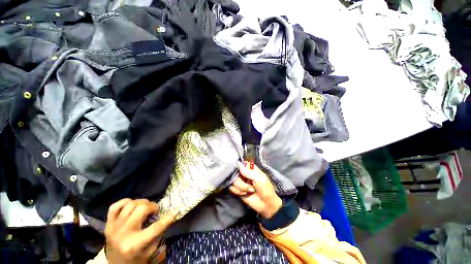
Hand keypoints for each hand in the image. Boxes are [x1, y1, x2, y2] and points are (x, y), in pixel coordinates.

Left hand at [104, 198, 176, 263]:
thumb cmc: (136, 258)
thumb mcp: (150, 250)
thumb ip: (158, 233)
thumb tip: (167, 216)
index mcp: (136, 244)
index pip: (155, 228)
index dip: (168, 218)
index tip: (176, 211)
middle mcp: (124, 234)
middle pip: (141, 209)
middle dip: (152, 206)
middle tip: (154, 211)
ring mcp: (114, 227)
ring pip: (130, 204)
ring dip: (141, 203)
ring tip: (144, 208)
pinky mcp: (108, 224)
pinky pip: (115, 206)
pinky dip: (125, 202)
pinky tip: (131, 205)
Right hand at [229, 162, 281, 218]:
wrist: (266, 204)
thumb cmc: (265, 188)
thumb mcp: (259, 178)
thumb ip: (248, 171)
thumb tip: (238, 163)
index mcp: (249, 168)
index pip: (240, 163)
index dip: (238, 166)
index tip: (241, 173)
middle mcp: (243, 173)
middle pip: (234, 172)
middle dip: (241, 181)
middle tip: (250, 186)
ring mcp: (239, 180)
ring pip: (232, 180)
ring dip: (241, 187)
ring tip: (250, 190)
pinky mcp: (236, 188)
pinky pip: (231, 188)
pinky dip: (238, 191)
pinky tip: (245, 193)